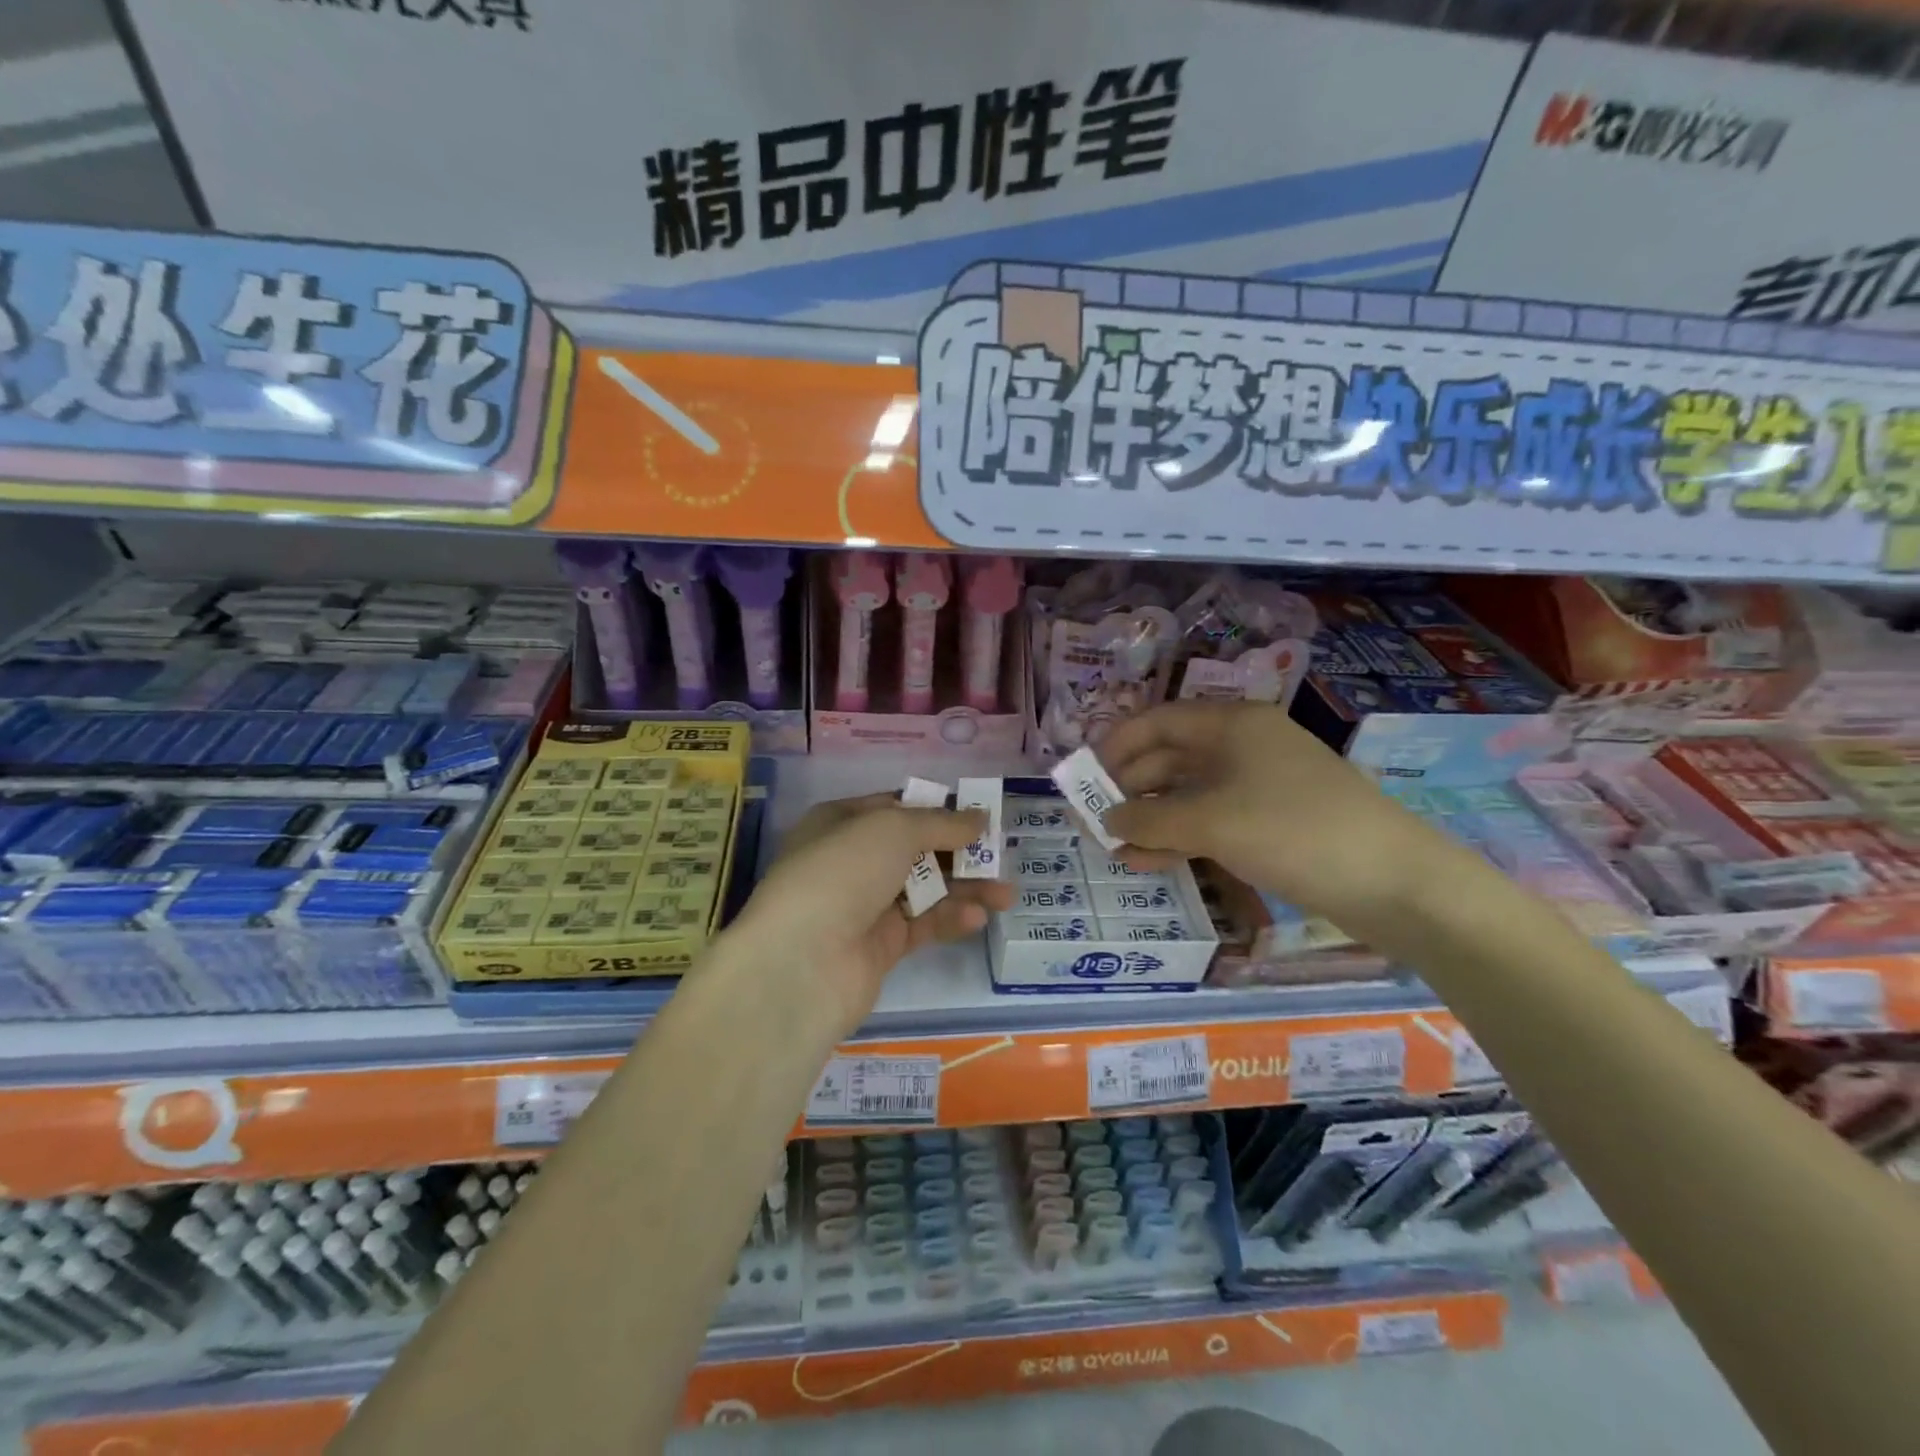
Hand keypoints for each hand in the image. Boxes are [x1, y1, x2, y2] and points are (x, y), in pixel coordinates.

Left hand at [728, 794, 1014, 1037]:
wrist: (802, 963)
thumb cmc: (843, 872)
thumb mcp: (893, 829)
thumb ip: (941, 823)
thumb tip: (979, 817)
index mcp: (840, 823)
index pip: (894, 807)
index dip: (936, 808)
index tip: (977, 813)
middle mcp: (851, 861)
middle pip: (915, 850)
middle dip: (958, 851)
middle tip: (1000, 854)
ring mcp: (865, 906)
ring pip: (924, 889)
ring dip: (964, 888)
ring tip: (1006, 893)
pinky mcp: (880, 947)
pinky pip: (922, 925)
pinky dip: (949, 918)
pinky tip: (976, 917)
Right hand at [1099, 700, 1469, 939]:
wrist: (1395, 883)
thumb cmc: (1294, 831)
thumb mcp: (1211, 821)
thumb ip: (1149, 818)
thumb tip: (1107, 819)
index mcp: (1232, 724)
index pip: (1157, 722)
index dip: (1115, 747)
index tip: (1082, 778)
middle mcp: (1243, 745)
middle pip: (1170, 757)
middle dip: (1130, 788)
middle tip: (1094, 820)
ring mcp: (1260, 785)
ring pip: (1189, 793)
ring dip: (1151, 818)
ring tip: (1115, 849)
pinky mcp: (1272, 822)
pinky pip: (1212, 820)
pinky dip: (1180, 837)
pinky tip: (1150, 862)